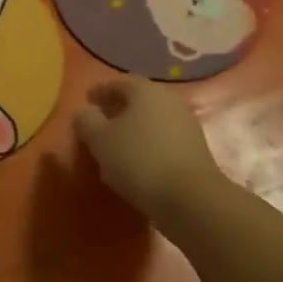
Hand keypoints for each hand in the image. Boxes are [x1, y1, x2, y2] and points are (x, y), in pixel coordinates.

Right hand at [74, 78, 222, 222]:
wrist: (191, 198)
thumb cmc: (138, 160)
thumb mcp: (99, 139)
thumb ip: (86, 121)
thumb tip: (86, 112)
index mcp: (145, 90)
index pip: (118, 83)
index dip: (100, 91)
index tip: (87, 101)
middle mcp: (169, 100)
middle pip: (138, 101)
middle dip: (117, 111)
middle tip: (99, 124)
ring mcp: (186, 125)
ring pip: (151, 122)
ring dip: (133, 131)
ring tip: (114, 149)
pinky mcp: (195, 151)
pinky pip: (163, 141)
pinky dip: (147, 147)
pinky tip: (135, 165)